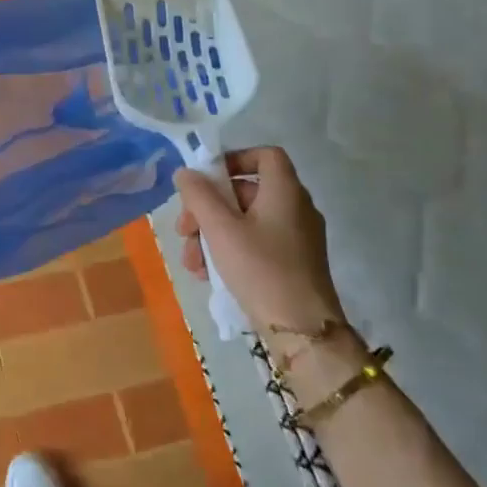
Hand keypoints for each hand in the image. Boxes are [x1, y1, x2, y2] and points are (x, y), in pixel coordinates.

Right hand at [174, 146, 343, 336]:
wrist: (302, 330)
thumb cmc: (260, 268)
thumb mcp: (220, 228)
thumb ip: (199, 195)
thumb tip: (185, 173)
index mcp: (285, 191)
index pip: (265, 155)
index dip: (235, 159)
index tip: (206, 179)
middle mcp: (295, 208)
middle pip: (246, 191)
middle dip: (208, 208)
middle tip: (184, 229)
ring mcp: (297, 238)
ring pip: (245, 221)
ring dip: (212, 235)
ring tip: (191, 261)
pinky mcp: (293, 264)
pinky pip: (256, 244)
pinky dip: (230, 251)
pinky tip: (208, 274)